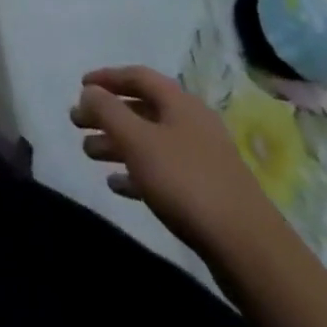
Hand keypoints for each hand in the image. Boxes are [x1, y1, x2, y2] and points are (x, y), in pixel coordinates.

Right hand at [70, 65, 283, 258]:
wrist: (249, 250)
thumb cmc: (186, 182)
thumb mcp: (137, 140)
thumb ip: (107, 110)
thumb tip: (90, 91)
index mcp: (180, 103)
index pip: (137, 76)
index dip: (107, 77)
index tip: (80, 86)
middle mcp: (192, 124)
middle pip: (141, 109)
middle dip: (107, 114)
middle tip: (76, 123)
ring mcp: (202, 160)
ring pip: (150, 142)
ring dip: (117, 144)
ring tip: (88, 153)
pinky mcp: (207, 193)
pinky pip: (163, 172)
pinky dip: (137, 172)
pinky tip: (117, 185)